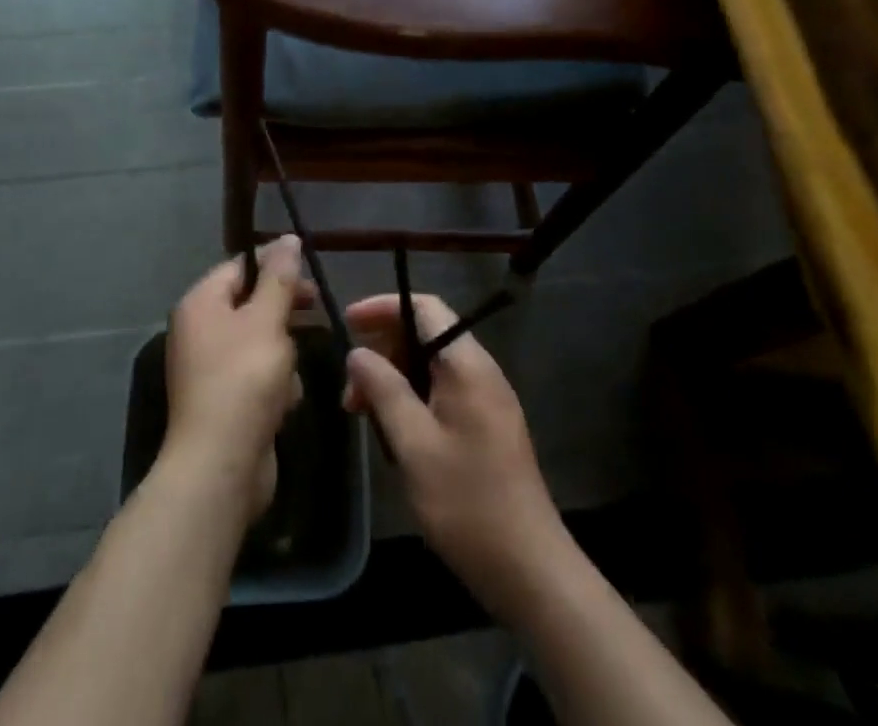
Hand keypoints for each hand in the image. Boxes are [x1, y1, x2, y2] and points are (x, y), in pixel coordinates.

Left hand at [162, 236, 309, 521]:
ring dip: (283, 355)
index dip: (275, 265)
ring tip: (289, 375)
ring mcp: (210, 368)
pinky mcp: (224, 401)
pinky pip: (257, 376)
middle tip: (315, 311)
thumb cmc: (244, 379)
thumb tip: (287, 238)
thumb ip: (280, 277)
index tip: (310, 274)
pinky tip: (284, 403)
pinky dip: (275, 386)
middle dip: (284, 313)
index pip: (240, 266)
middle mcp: (199, 331)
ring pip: (261, 341)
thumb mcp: (267, 319)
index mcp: (201, 303)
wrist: (220, 466)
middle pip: (251, 303)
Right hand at [342, 293, 571, 618]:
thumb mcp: (413, 444)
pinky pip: (442, 391)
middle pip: (425, 334)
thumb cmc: (467, 502)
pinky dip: (412, 399)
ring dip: (394, 380)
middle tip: (350, 391)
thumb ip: (383, 389)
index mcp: (467, 364)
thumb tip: (357, 352)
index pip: (425, 307)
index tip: (347, 323)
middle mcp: (480, 370)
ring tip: (364, 416)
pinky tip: (394, 433)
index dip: (383, 307)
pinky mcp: (487, 425)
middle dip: (383, 351)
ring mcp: (487, 398)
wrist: (530, 569)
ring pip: (431, 366)